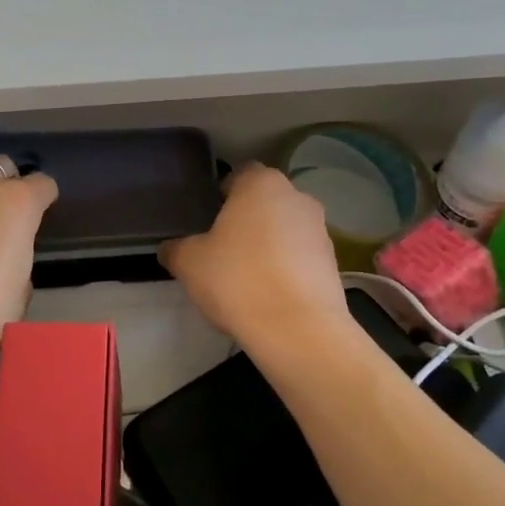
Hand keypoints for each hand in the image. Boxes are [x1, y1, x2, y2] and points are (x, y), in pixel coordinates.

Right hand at [160, 163, 349, 357]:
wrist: (298, 330)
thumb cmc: (238, 279)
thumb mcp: (189, 263)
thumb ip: (175, 248)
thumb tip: (170, 248)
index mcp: (261, 184)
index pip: (238, 175)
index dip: (220, 195)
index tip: (206, 221)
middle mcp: (296, 197)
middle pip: (264, 202)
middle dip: (245, 221)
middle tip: (221, 249)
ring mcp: (321, 230)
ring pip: (284, 230)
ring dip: (268, 246)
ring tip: (245, 278)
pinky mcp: (333, 263)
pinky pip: (300, 258)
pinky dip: (285, 269)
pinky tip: (267, 295)